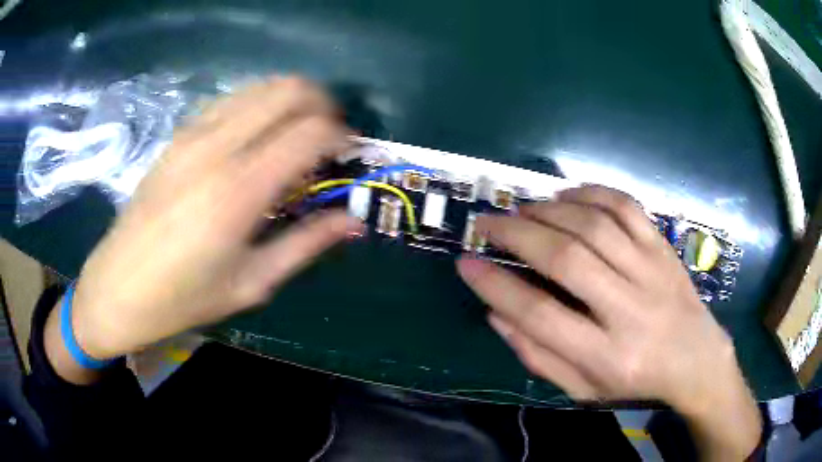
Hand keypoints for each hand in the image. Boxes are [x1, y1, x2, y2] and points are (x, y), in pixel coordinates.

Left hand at [65, 77, 361, 359]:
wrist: (118, 286)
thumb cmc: (184, 297)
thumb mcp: (252, 283)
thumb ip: (306, 244)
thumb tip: (353, 220)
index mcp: (239, 189)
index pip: (311, 131)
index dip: (341, 136)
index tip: (347, 156)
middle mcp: (217, 145)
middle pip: (290, 90)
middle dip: (322, 105)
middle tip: (328, 140)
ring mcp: (194, 133)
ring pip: (261, 86)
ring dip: (291, 101)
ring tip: (295, 136)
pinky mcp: (179, 134)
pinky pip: (232, 99)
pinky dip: (259, 105)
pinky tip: (256, 138)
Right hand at [457, 185, 759, 458]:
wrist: (696, 359)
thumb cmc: (637, 381)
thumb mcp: (584, 389)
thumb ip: (539, 357)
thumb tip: (497, 314)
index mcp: (607, 355)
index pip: (540, 316)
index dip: (497, 287)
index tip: (467, 263)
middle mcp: (630, 309)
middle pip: (567, 259)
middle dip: (517, 235)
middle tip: (487, 223)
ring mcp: (651, 271)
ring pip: (596, 225)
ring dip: (550, 210)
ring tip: (523, 210)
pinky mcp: (664, 248)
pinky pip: (627, 207)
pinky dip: (593, 193)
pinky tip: (568, 195)